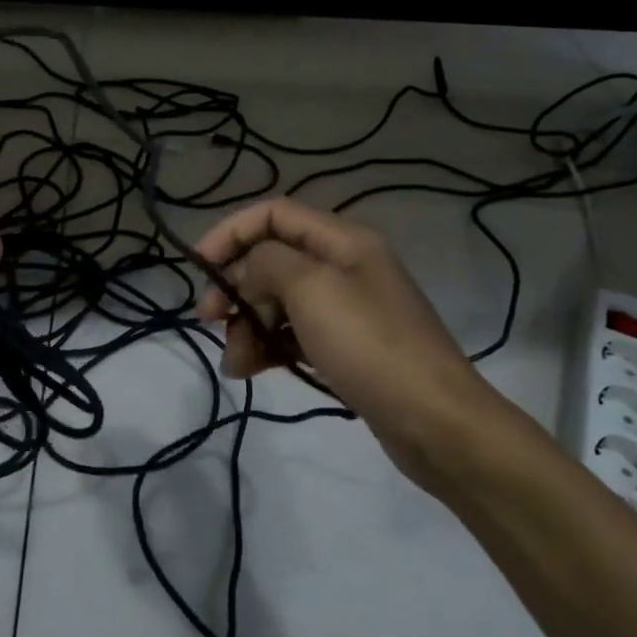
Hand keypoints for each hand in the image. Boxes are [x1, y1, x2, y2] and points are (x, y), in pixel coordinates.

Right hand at [193, 197, 532, 496]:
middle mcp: (344, 266)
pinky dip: (269, 347)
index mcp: (343, 240)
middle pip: (273, 259)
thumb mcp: (311, 289)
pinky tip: (252, 370)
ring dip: (248, 325)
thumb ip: (267, 263)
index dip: (231, 233)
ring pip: (279, 301)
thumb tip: (246, 272)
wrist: (435, 422)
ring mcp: (346, 309)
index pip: (273, 214)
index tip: (200, 268)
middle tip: (212, 320)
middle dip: (237, 287)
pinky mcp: (346, 347)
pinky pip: (294, 334)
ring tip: (236, 363)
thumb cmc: (370, 344)